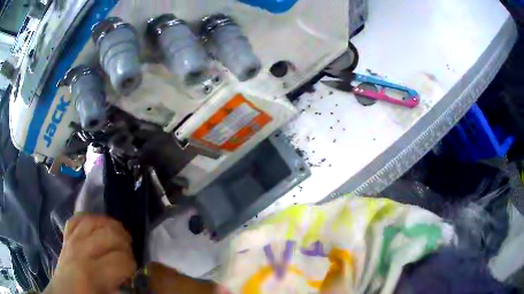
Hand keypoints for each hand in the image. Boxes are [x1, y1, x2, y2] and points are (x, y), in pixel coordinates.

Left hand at [44, 214, 136, 293]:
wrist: (64, 293)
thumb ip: (120, 288)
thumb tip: (133, 277)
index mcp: (92, 273)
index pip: (121, 259)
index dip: (132, 265)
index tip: (132, 272)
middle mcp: (81, 250)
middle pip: (110, 234)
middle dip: (125, 243)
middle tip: (128, 255)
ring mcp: (72, 240)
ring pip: (94, 220)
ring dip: (111, 226)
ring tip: (118, 238)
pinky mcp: (67, 236)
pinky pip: (78, 218)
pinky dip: (90, 219)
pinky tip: (98, 227)